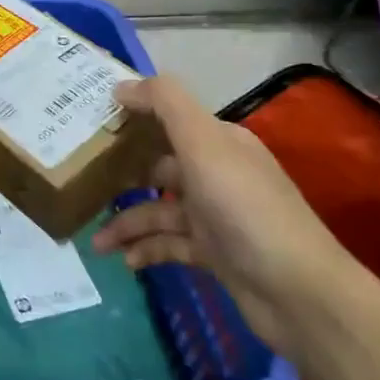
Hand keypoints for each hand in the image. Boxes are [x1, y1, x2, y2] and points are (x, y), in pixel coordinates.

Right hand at [93, 74, 354, 352]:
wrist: (299, 293)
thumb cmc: (245, 208)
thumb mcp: (204, 144)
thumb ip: (164, 104)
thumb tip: (120, 86)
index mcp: (218, 142)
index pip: (167, 119)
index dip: (130, 119)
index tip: (88, 125)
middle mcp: (217, 173)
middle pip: (157, 166)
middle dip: (120, 175)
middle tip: (80, 183)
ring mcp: (217, 215)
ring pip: (159, 210)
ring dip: (127, 223)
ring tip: (96, 243)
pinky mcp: (216, 253)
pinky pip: (170, 244)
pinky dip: (147, 249)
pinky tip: (126, 261)